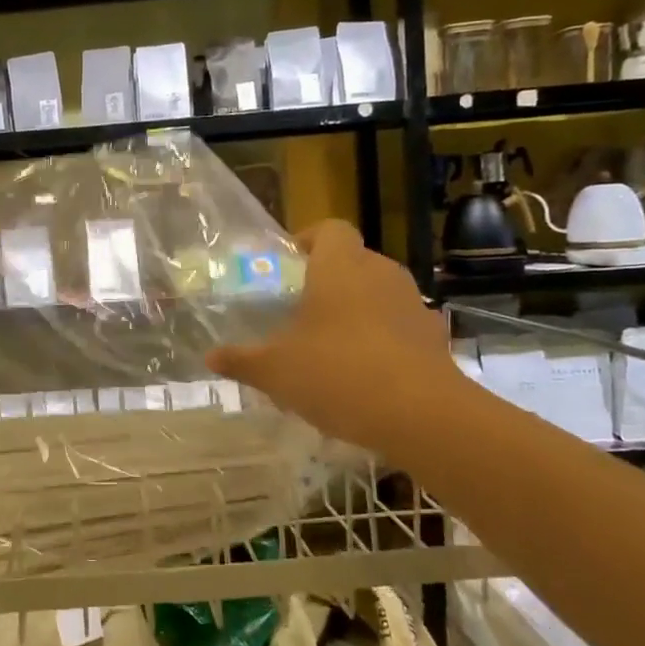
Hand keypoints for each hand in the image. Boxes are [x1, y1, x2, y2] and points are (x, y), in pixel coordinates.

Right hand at [208, 220, 469, 452]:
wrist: (421, 415)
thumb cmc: (337, 374)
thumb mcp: (275, 371)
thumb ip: (241, 360)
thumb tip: (210, 357)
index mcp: (340, 268)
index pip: (329, 229)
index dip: (309, 240)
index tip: (289, 265)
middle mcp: (381, 274)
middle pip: (354, 261)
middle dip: (328, 281)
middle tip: (300, 312)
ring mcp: (413, 305)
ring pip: (379, 294)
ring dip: (357, 311)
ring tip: (331, 346)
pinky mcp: (434, 338)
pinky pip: (401, 327)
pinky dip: (384, 340)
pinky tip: (366, 374)